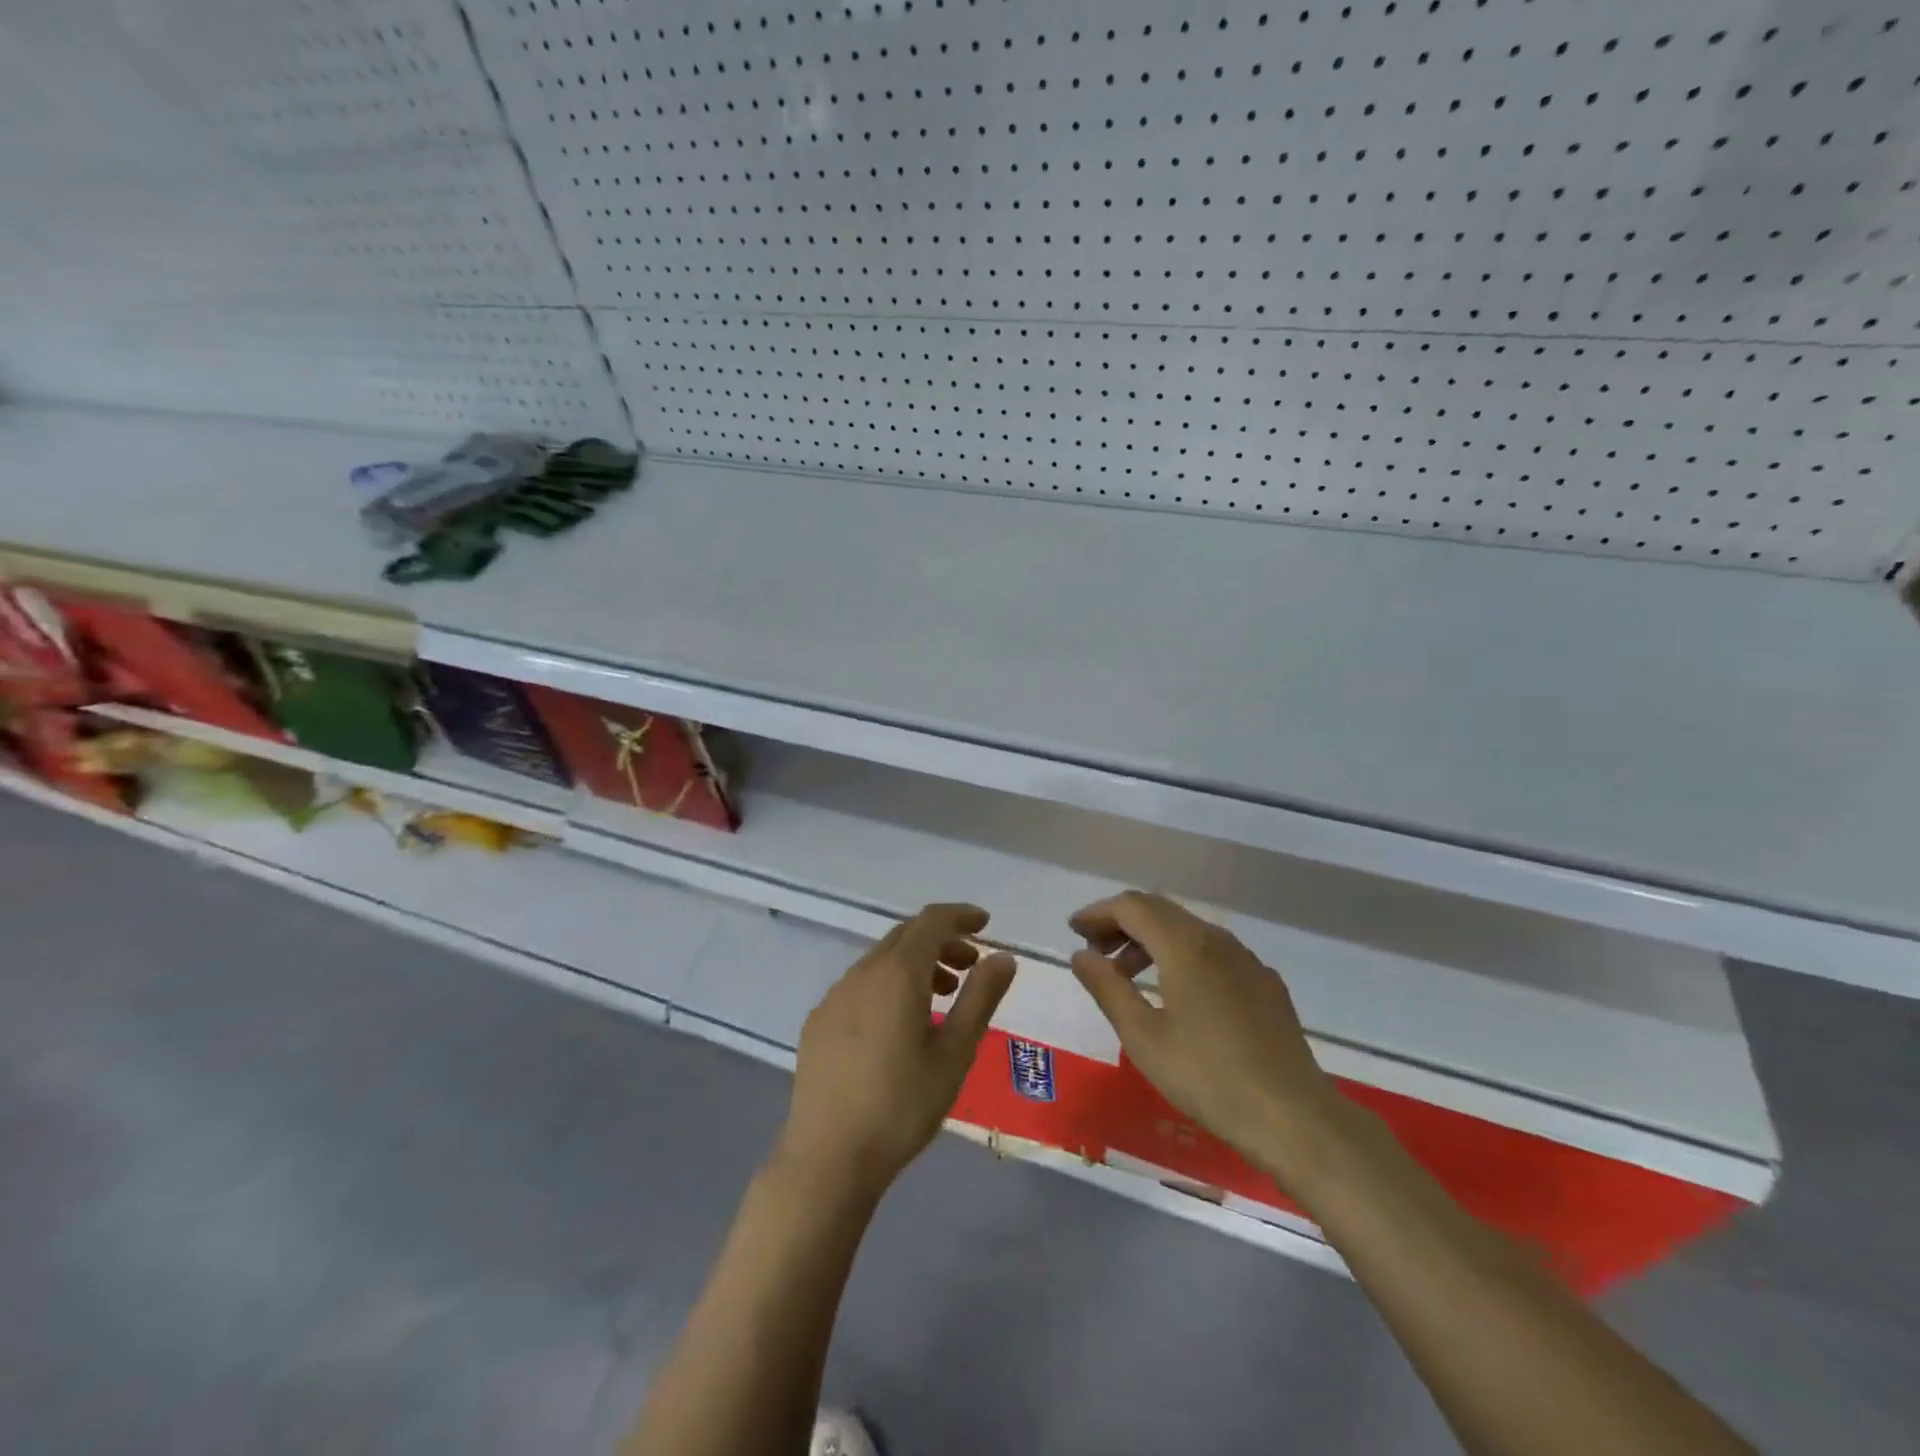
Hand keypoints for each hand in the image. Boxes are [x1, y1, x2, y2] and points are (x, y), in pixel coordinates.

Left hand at [774, 903, 1016, 1204]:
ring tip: (942, 996)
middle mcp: (862, 972)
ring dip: (916, 963)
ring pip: (881, 959)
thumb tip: (1003, 957)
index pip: (932, 921)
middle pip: (906, 935)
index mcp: (898, 973)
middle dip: (942, 940)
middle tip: (971, 964)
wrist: (828, 1157)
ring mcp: (835, 995)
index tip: (986, 924)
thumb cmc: (902, 1105)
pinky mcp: (818, 1021)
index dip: (961, 915)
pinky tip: (898, 1024)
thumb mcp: (955, 1053)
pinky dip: (888, 984)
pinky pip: (860, 984)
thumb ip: (981, 997)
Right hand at [1069, 891, 1344, 1184]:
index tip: (1074, 931)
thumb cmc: (1208, 1077)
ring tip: (1127, 975)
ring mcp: (1245, 959)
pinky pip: (1212, 951)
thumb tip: (1081, 955)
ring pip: (1187, 929)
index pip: (1131, 906)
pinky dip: (1180, 955)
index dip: (1098, 913)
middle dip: (1121, 923)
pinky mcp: (1264, 982)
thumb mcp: (1143, 1037)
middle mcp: (1216, 939)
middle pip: (1159, 910)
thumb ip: (1107, 988)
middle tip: (1093, 950)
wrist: (1295, 1117)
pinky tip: (1176, 993)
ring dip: (1150, 940)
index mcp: (1184, 945)